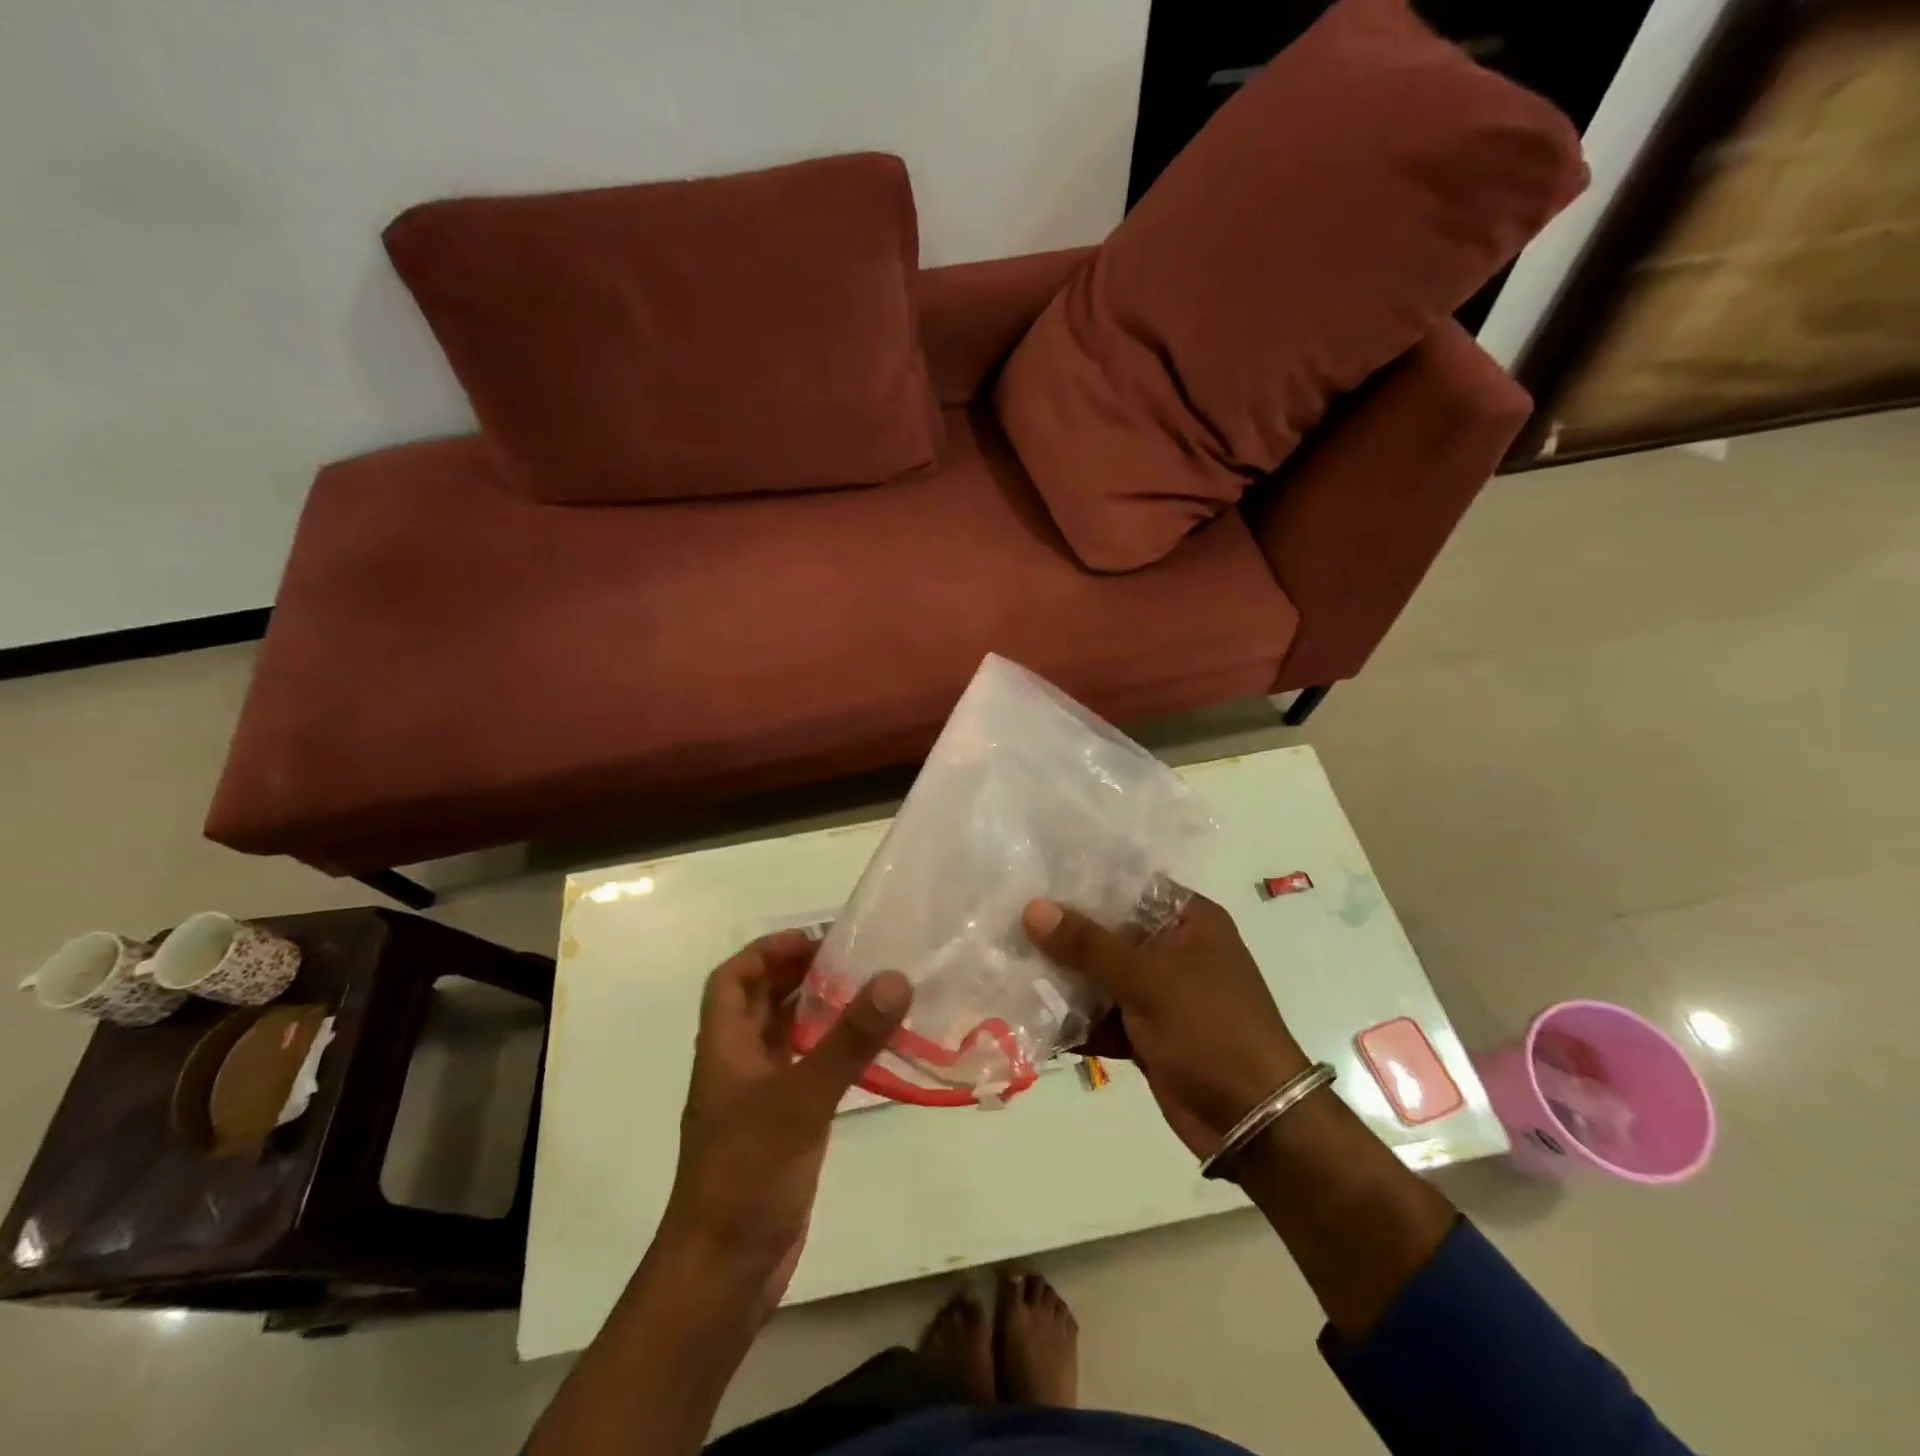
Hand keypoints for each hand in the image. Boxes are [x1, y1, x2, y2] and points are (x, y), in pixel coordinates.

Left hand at [658, 932, 910, 1310]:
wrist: (724, 1273)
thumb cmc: (747, 1174)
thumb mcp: (800, 1100)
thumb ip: (848, 1040)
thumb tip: (894, 978)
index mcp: (724, 1047)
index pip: (733, 978)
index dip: (767, 951)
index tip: (816, 941)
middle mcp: (738, 1064)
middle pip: (764, 1001)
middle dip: (802, 974)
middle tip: (856, 959)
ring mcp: (761, 1097)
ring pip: (788, 1036)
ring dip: (821, 1011)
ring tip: (871, 993)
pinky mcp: (784, 1126)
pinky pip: (808, 1071)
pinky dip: (834, 1052)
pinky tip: (871, 1050)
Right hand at [1024, 893, 1308, 1158]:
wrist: (1254, 1122)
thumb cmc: (1210, 1029)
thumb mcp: (1148, 979)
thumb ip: (1088, 945)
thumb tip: (1033, 908)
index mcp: (1188, 921)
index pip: (1127, 886)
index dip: (1082, 881)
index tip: (1033, 877)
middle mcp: (1173, 950)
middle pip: (1108, 932)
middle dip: (1062, 934)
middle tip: (1007, 920)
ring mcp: (1159, 993)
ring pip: (1100, 976)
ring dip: (1062, 979)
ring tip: (1006, 965)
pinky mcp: (1146, 1032)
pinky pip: (1101, 1015)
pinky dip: (1074, 1019)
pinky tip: (1029, 1014)